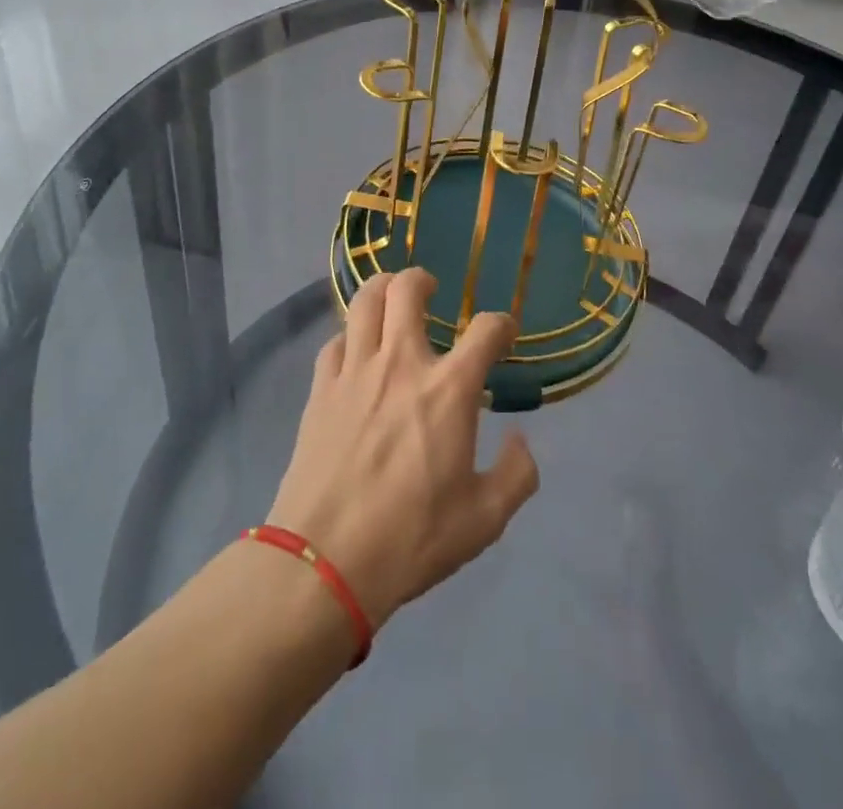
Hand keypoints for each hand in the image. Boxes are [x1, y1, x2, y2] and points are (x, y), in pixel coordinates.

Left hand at [266, 269, 539, 628]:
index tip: (504, 333)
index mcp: (449, 390)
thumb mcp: (484, 520)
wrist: (325, 562)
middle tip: (432, 291)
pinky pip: (335, 343)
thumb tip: (521, 441)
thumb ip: (516, 475)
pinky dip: (350, 338)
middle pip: (407, 290)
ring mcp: (355, 372)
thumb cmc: (412, 539)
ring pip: (364, 301)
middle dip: (423, 280)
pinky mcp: (321, 390)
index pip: (486, 330)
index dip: (502, 324)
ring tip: (391, 300)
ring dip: (382, 290)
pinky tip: (356, 355)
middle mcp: (402, 364)